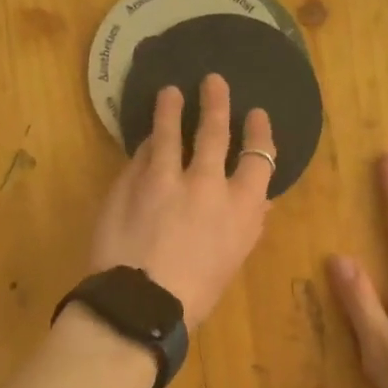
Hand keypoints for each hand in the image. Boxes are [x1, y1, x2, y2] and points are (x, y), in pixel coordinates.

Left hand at [89, 74, 273, 328]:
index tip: (256, 115)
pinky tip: (144, 140)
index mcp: (242, 206)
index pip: (259, 156)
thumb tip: (257, 201)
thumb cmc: (196, 294)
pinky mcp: (128, 182)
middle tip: (213, 81)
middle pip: (214, 132)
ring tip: (169, 92)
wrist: (140, 305)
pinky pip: (139, 156)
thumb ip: (246, 223)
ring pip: (168, 132)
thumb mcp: (233, 260)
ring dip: (170, 109)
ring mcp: (163, 178)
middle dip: (216, 103)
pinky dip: (145, 147)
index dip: (259, 132)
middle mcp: (206, 183)